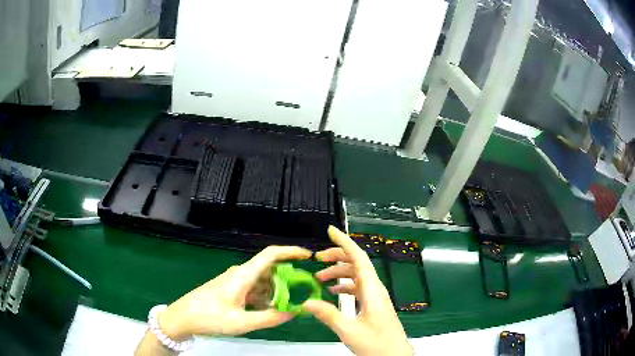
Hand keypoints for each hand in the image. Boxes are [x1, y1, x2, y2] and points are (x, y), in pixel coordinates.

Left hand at [158, 246, 311, 339]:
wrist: (183, 317)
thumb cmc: (210, 317)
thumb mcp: (242, 322)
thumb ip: (270, 317)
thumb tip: (294, 312)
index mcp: (243, 275)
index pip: (270, 254)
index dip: (290, 251)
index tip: (308, 256)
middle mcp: (241, 274)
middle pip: (270, 270)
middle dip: (288, 281)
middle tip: (302, 295)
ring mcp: (235, 282)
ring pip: (263, 282)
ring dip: (276, 292)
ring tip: (287, 307)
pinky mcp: (231, 289)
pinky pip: (254, 290)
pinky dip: (265, 298)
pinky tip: (268, 311)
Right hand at [303, 226, 411, 355]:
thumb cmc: (376, 343)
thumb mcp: (349, 330)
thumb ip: (328, 315)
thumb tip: (307, 302)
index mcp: (372, 289)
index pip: (359, 257)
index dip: (344, 241)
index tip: (331, 230)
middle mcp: (375, 289)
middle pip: (357, 263)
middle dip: (337, 256)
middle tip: (317, 259)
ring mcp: (375, 297)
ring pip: (356, 276)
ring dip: (339, 273)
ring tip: (319, 278)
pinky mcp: (373, 305)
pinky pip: (358, 288)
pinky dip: (344, 286)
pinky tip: (333, 292)